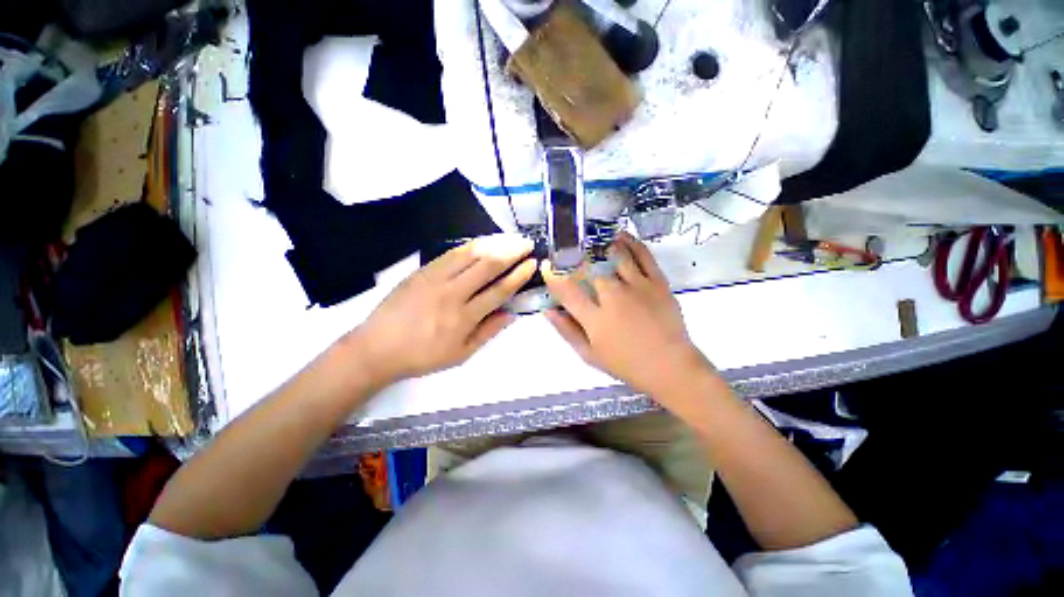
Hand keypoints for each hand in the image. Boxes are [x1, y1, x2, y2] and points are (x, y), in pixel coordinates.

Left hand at [347, 234, 535, 384]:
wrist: (377, 348)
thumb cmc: (422, 356)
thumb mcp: (461, 354)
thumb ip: (488, 332)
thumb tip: (512, 313)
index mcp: (464, 317)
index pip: (499, 290)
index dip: (518, 275)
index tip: (532, 263)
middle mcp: (452, 293)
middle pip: (487, 266)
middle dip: (511, 252)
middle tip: (526, 243)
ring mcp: (435, 278)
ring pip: (470, 254)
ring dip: (494, 243)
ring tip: (510, 237)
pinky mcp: (422, 270)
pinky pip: (450, 253)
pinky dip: (470, 245)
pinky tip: (482, 241)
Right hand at [542, 232, 712, 399]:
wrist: (670, 367)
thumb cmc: (626, 364)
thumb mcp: (589, 354)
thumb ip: (567, 330)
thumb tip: (547, 310)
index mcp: (595, 318)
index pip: (567, 290)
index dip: (553, 275)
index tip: (547, 266)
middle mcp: (614, 297)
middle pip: (589, 268)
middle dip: (575, 258)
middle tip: (569, 254)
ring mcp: (638, 287)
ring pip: (615, 256)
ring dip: (600, 246)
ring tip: (592, 241)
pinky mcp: (657, 282)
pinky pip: (643, 255)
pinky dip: (631, 242)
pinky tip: (620, 236)